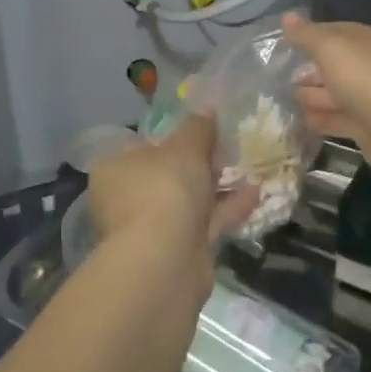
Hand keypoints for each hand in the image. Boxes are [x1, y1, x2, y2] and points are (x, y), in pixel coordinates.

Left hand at [87, 115, 255, 280]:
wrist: (165, 262)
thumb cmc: (164, 190)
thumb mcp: (185, 147)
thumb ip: (198, 128)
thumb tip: (206, 109)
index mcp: (114, 169)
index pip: (140, 146)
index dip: (171, 138)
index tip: (200, 132)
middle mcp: (126, 199)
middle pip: (166, 175)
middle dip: (198, 164)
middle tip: (228, 147)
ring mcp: (150, 229)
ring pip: (187, 201)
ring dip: (216, 187)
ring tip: (249, 166)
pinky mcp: (177, 252)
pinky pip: (204, 223)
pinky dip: (227, 209)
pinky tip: (256, 192)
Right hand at [283, 12, 370, 196]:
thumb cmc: (368, 81)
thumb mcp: (332, 48)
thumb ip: (307, 35)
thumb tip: (286, 16)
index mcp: (366, 40)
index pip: (332, 31)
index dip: (307, 36)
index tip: (281, 44)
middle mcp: (369, 67)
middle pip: (332, 65)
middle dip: (307, 70)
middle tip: (278, 78)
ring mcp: (369, 99)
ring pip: (333, 94)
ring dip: (311, 97)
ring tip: (286, 102)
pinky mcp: (367, 130)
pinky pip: (337, 120)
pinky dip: (320, 120)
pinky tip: (302, 121)